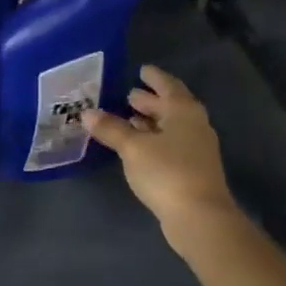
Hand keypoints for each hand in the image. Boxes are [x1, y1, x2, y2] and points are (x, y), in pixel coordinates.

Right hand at [83, 66, 236, 243]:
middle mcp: (194, 124)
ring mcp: (196, 148)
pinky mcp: (192, 169)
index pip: (168, 85)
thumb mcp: (133, 147)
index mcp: (184, 110)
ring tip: (129, 118)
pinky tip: (138, 146)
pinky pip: (170, 144)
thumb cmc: (166, 171)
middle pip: (171, 106)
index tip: (141, 69)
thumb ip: (111, 129)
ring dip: (151, 121)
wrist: (199, 216)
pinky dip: (154, 139)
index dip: (154, 78)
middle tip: (129, 95)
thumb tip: (87, 113)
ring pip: (171, 127)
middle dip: (150, 101)